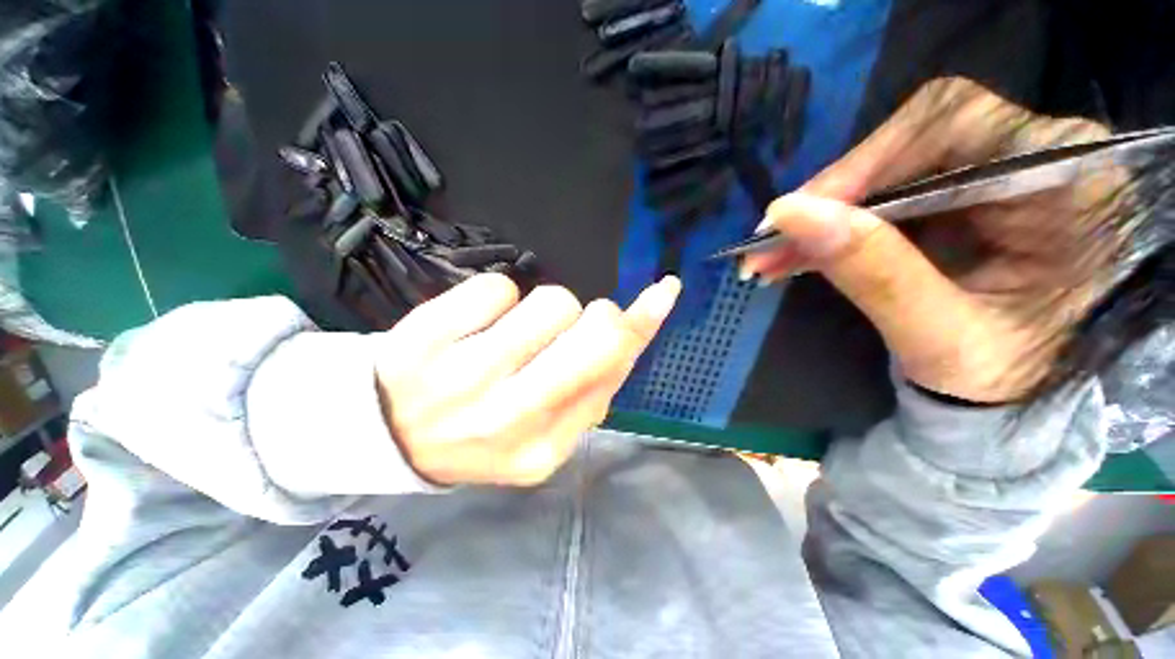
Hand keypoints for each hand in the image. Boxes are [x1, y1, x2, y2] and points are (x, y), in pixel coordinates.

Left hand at [375, 273, 679, 485]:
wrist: (391, 433)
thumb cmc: (482, 428)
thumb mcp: (544, 428)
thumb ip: (594, 384)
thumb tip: (637, 325)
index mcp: (543, 448)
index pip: (612, 372)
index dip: (640, 327)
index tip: (662, 292)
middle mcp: (510, 417)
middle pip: (594, 333)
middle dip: (601, 314)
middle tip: (579, 317)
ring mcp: (463, 377)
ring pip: (551, 301)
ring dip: (545, 309)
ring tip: (515, 333)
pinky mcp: (425, 338)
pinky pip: (498, 287)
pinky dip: (498, 297)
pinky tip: (477, 324)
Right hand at [742, 77, 1126, 402]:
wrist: (1015, 397)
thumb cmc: (1003, 380)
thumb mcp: (941, 337)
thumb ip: (872, 272)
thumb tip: (788, 215)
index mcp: (1068, 183)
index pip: (953, 124)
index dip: (864, 163)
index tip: (795, 215)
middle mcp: (1037, 158)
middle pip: (912, 138)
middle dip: (834, 193)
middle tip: (770, 241)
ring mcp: (995, 174)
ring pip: (888, 168)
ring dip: (822, 215)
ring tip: (770, 256)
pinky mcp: (959, 197)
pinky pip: (884, 195)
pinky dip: (835, 226)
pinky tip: (798, 254)